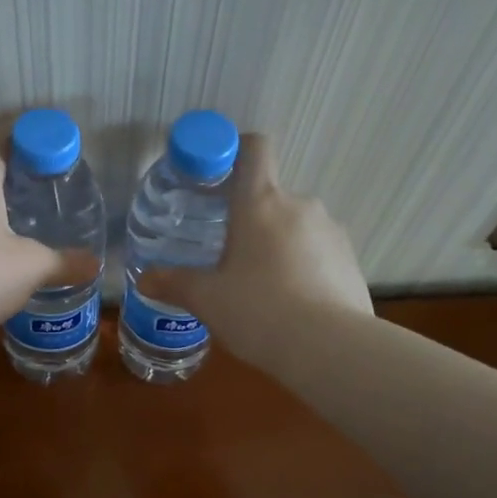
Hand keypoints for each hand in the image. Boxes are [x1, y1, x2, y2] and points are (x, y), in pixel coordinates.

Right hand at [140, 134, 371, 363]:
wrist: (331, 349)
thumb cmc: (258, 311)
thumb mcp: (207, 300)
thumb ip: (174, 284)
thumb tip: (144, 279)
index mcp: (260, 202)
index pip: (254, 148)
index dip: (236, 149)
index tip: (217, 175)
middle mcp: (300, 205)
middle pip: (270, 196)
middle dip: (250, 220)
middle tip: (229, 256)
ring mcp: (331, 231)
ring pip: (296, 226)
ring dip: (278, 245)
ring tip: (263, 287)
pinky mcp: (352, 260)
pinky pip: (319, 252)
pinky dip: (304, 267)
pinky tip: (293, 304)